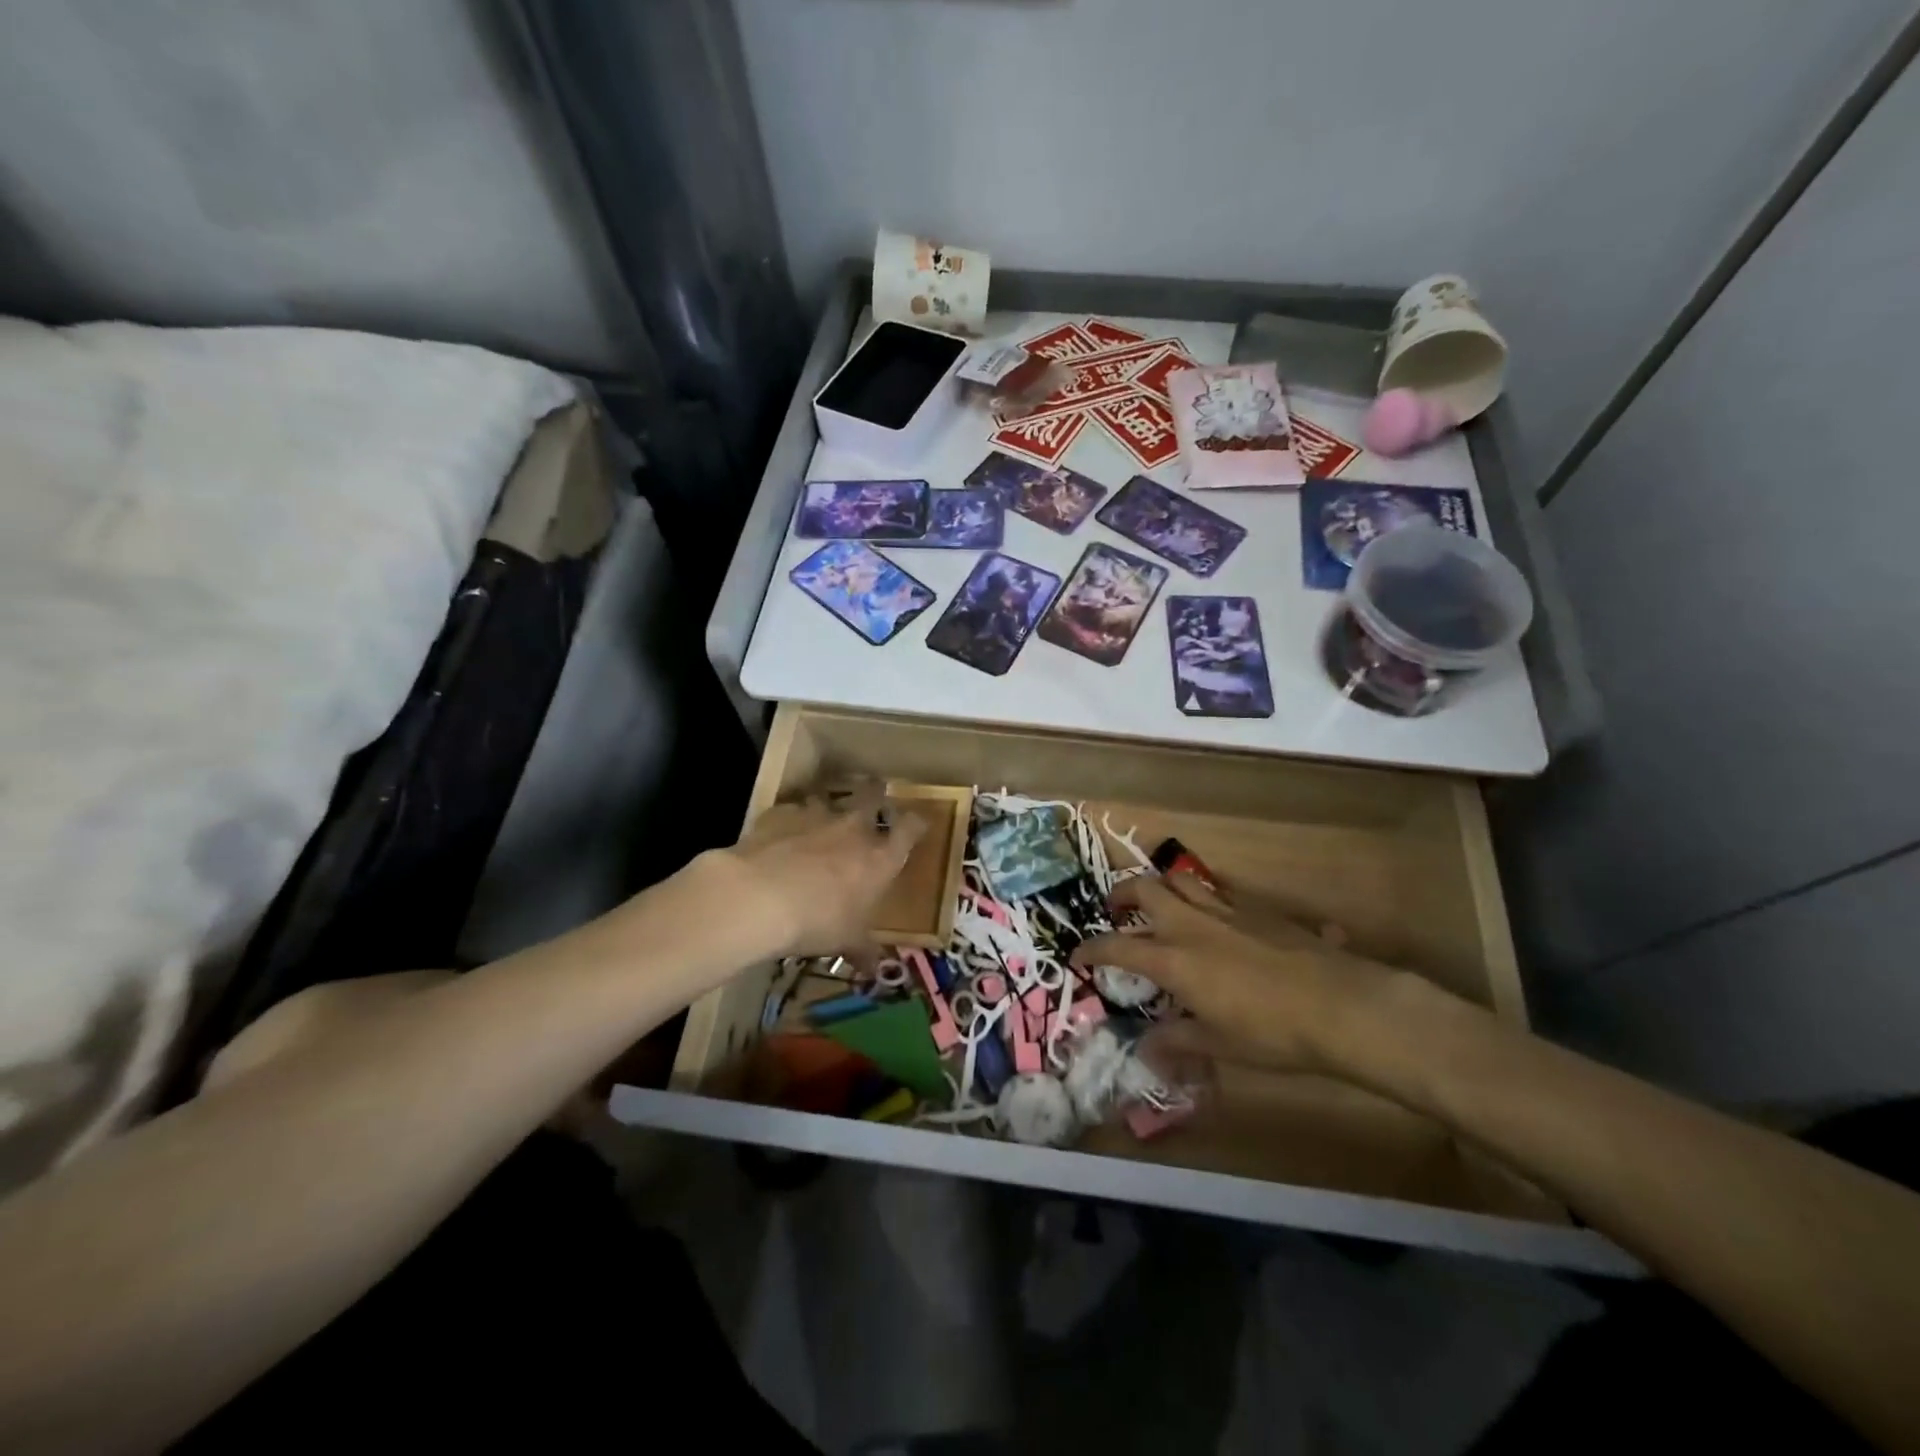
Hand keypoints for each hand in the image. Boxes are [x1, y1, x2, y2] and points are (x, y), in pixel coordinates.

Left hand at [702, 782, 925, 960]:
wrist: (759, 897)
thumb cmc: (818, 921)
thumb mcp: (846, 942)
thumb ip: (864, 950)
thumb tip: (876, 968)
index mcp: (880, 857)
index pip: (910, 828)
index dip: (915, 824)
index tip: (916, 825)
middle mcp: (853, 828)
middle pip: (872, 794)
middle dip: (874, 794)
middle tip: (872, 799)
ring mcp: (815, 815)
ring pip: (828, 798)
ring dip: (827, 807)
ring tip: (821, 820)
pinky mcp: (780, 814)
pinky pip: (790, 811)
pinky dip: (789, 820)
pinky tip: (781, 835)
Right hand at [1069, 873, 1407, 1074]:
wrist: (1341, 1005)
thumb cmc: (1273, 1033)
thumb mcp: (1220, 1045)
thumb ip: (1178, 1042)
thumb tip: (1146, 1052)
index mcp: (1175, 958)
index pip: (1117, 945)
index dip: (1092, 949)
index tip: (1078, 955)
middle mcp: (1192, 924)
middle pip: (1144, 889)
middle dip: (1121, 894)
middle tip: (1116, 911)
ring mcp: (1226, 909)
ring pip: (1181, 878)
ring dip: (1162, 885)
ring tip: (1161, 904)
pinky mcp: (1259, 907)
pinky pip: (1221, 891)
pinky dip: (1207, 898)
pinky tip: (1219, 920)